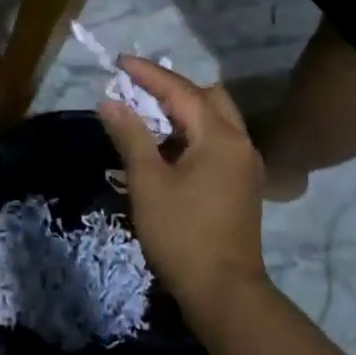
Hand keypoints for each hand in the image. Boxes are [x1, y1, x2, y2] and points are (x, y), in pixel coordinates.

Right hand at [97, 59, 268, 320]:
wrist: (224, 292)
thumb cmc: (182, 234)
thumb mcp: (148, 182)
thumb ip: (131, 136)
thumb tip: (111, 102)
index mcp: (220, 136)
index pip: (181, 91)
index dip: (148, 74)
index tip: (120, 62)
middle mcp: (239, 142)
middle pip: (207, 98)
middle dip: (172, 90)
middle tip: (138, 92)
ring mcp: (245, 165)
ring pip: (215, 121)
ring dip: (183, 113)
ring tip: (147, 119)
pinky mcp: (242, 185)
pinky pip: (217, 143)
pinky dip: (192, 135)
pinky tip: (167, 151)